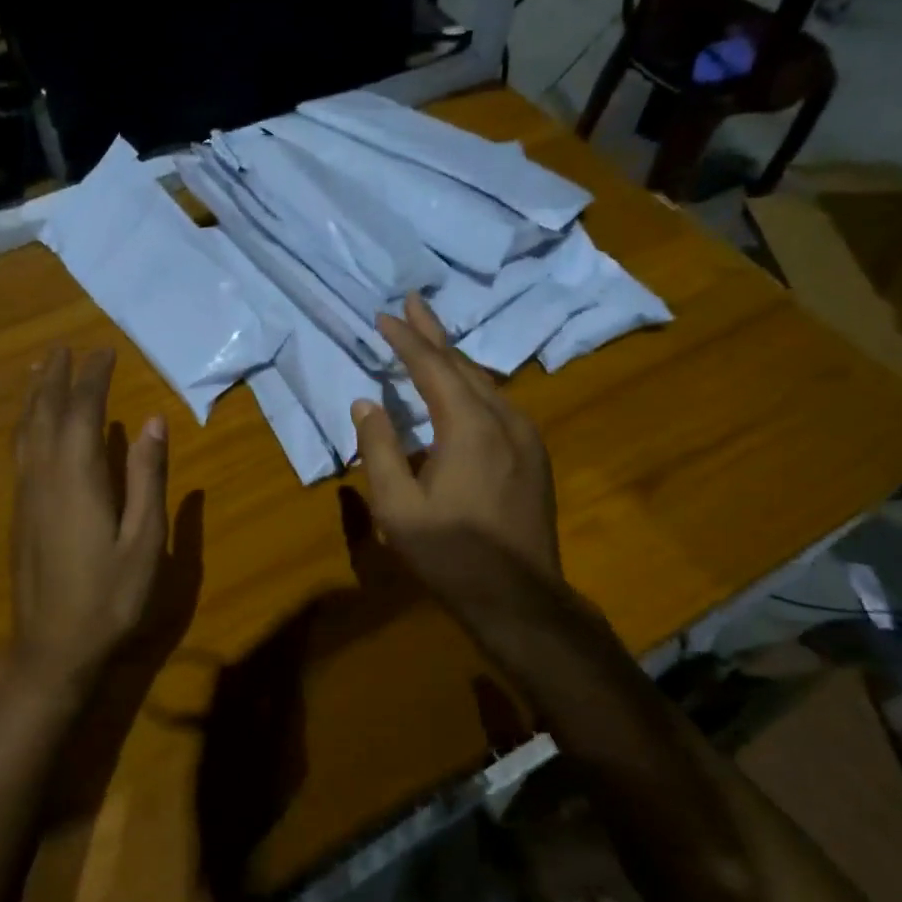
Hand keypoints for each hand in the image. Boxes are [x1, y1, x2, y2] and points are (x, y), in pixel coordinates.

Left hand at [9, 347, 168, 695]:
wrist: (52, 648)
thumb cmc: (109, 597)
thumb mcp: (143, 540)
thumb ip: (147, 478)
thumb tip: (152, 421)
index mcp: (77, 478)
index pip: (82, 412)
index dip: (92, 379)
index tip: (103, 352)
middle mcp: (44, 476)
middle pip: (45, 413)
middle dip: (55, 377)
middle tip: (63, 346)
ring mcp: (25, 494)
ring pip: (25, 431)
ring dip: (32, 396)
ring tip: (38, 369)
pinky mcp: (19, 512)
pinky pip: (19, 451)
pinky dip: (25, 424)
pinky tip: (29, 425)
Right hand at [350, 294, 562, 600]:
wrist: (520, 599)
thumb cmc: (451, 554)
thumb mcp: (397, 506)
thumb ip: (378, 448)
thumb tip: (367, 403)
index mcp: (469, 426)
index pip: (432, 367)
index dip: (405, 339)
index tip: (384, 316)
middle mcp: (504, 419)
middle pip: (464, 364)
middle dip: (433, 333)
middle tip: (411, 303)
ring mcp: (526, 436)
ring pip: (485, 382)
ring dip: (454, 359)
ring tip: (429, 339)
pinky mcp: (534, 455)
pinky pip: (499, 403)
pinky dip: (472, 385)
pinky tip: (460, 390)